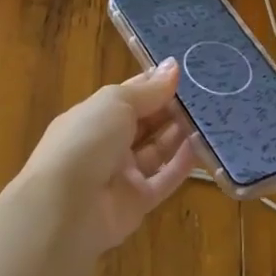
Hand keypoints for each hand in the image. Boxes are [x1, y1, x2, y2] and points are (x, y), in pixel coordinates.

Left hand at [19, 59, 197, 252]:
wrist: (64, 209)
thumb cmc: (86, 141)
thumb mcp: (116, 103)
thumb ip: (149, 89)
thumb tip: (174, 66)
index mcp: (95, 116)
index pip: (130, 95)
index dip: (156, 84)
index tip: (187, 72)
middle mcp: (108, 144)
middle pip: (147, 122)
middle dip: (172, 108)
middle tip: (207, 93)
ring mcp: (122, 174)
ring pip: (158, 150)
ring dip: (180, 134)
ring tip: (211, 116)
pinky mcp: (137, 202)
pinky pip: (165, 179)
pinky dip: (183, 164)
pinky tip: (203, 146)